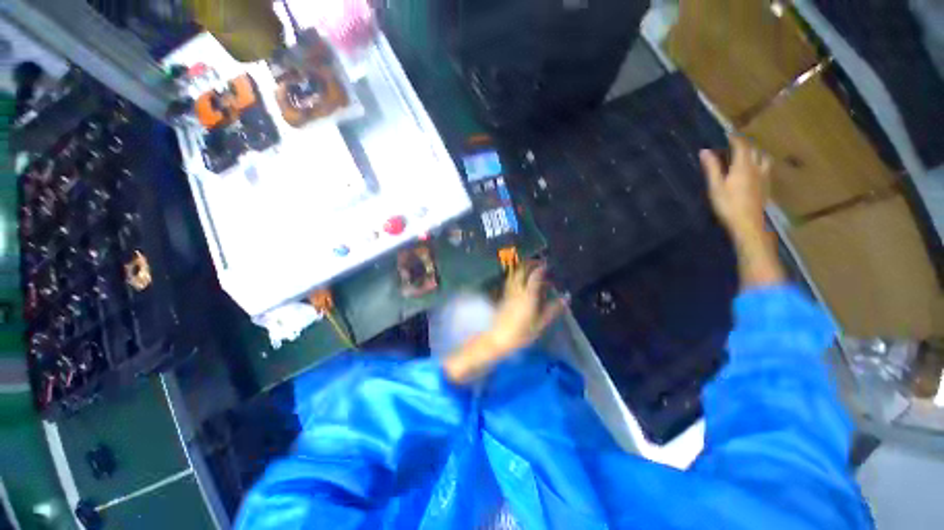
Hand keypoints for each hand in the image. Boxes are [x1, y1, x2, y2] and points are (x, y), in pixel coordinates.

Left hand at [489, 265, 566, 354]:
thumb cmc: (520, 333)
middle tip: (539, 262)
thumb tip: (565, 298)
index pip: (534, 276)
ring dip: (522, 268)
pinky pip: (511, 281)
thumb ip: (552, 310)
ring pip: (514, 274)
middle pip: (521, 271)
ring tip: (531, 267)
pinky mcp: (504, 296)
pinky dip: (517, 275)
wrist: (497, 338)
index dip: (540, 268)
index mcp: (527, 296)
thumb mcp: (539, 324)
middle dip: (530, 263)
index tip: (547, 264)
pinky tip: (521, 279)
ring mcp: (509, 292)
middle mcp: (517, 290)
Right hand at [699, 134, 784, 287]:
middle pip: (754, 150)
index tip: (727, 133)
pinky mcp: (766, 186)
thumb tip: (705, 151)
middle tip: (735, 143)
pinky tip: (755, 170)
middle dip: (745, 144)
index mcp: (743, 166)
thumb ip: (712, 168)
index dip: (735, 138)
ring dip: (755, 153)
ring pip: (763, 158)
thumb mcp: (715, 187)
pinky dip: (760, 163)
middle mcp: (756, 168)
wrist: (748, 224)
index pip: (741, 146)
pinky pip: (766, 168)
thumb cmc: (728, 205)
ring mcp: (764, 177)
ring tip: (747, 154)